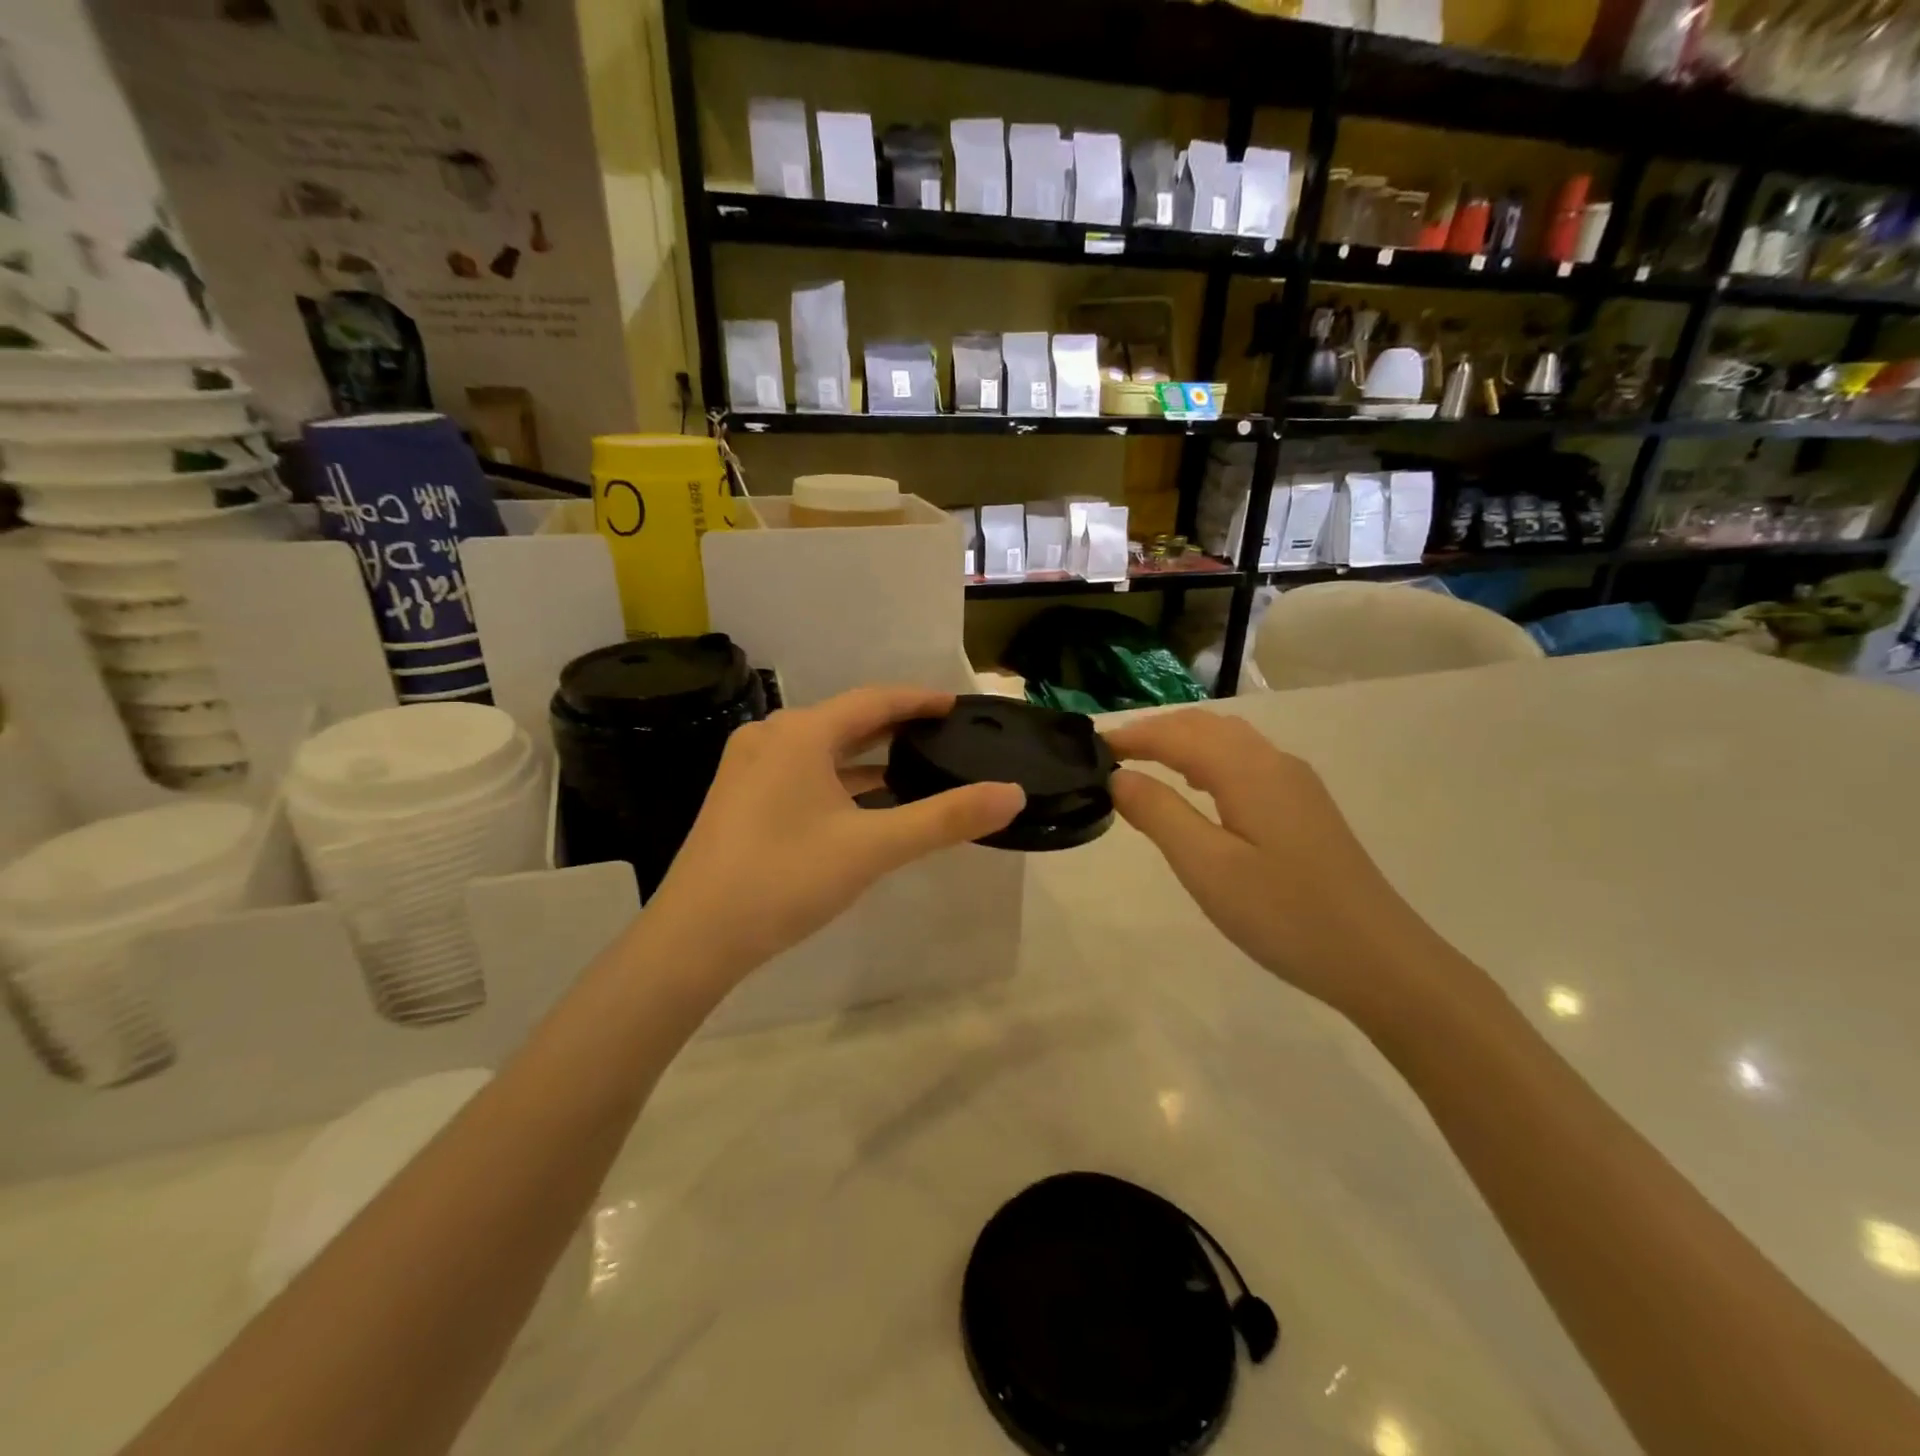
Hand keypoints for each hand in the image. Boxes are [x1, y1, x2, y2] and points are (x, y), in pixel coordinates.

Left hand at [646, 687, 1024, 986]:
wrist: (694, 937)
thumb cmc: (785, 879)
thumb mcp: (873, 848)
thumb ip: (945, 818)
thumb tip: (1012, 794)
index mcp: (801, 733)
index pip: (874, 700)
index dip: (919, 700)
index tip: (956, 704)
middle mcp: (772, 737)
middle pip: (846, 720)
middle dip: (895, 726)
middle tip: (941, 734)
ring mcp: (750, 767)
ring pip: (822, 748)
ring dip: (866, 755)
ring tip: (912, 764)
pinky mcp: (740, 797)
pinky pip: (803, 772)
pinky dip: (839, 779)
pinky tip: (864, 801)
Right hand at [1103, 708, 1447, 1021]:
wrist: (1380, 960)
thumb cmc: (1284, 914)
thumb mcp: (1207, 867)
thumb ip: (1158, 813)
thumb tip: (1118, 777)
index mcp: (1248, 770)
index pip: (1177, 734)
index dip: (1131, 736)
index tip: (1089, 747)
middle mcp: (1274, 763)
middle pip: (1205, 727)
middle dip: (1155, 732)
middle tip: (1109, 754)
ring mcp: (1296, 785)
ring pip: (1229, 742)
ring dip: (1182, 743)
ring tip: (1143, 764)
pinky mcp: (1305, 809)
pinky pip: (1246, 764)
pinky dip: (1208, 761)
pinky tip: (1198, 789)